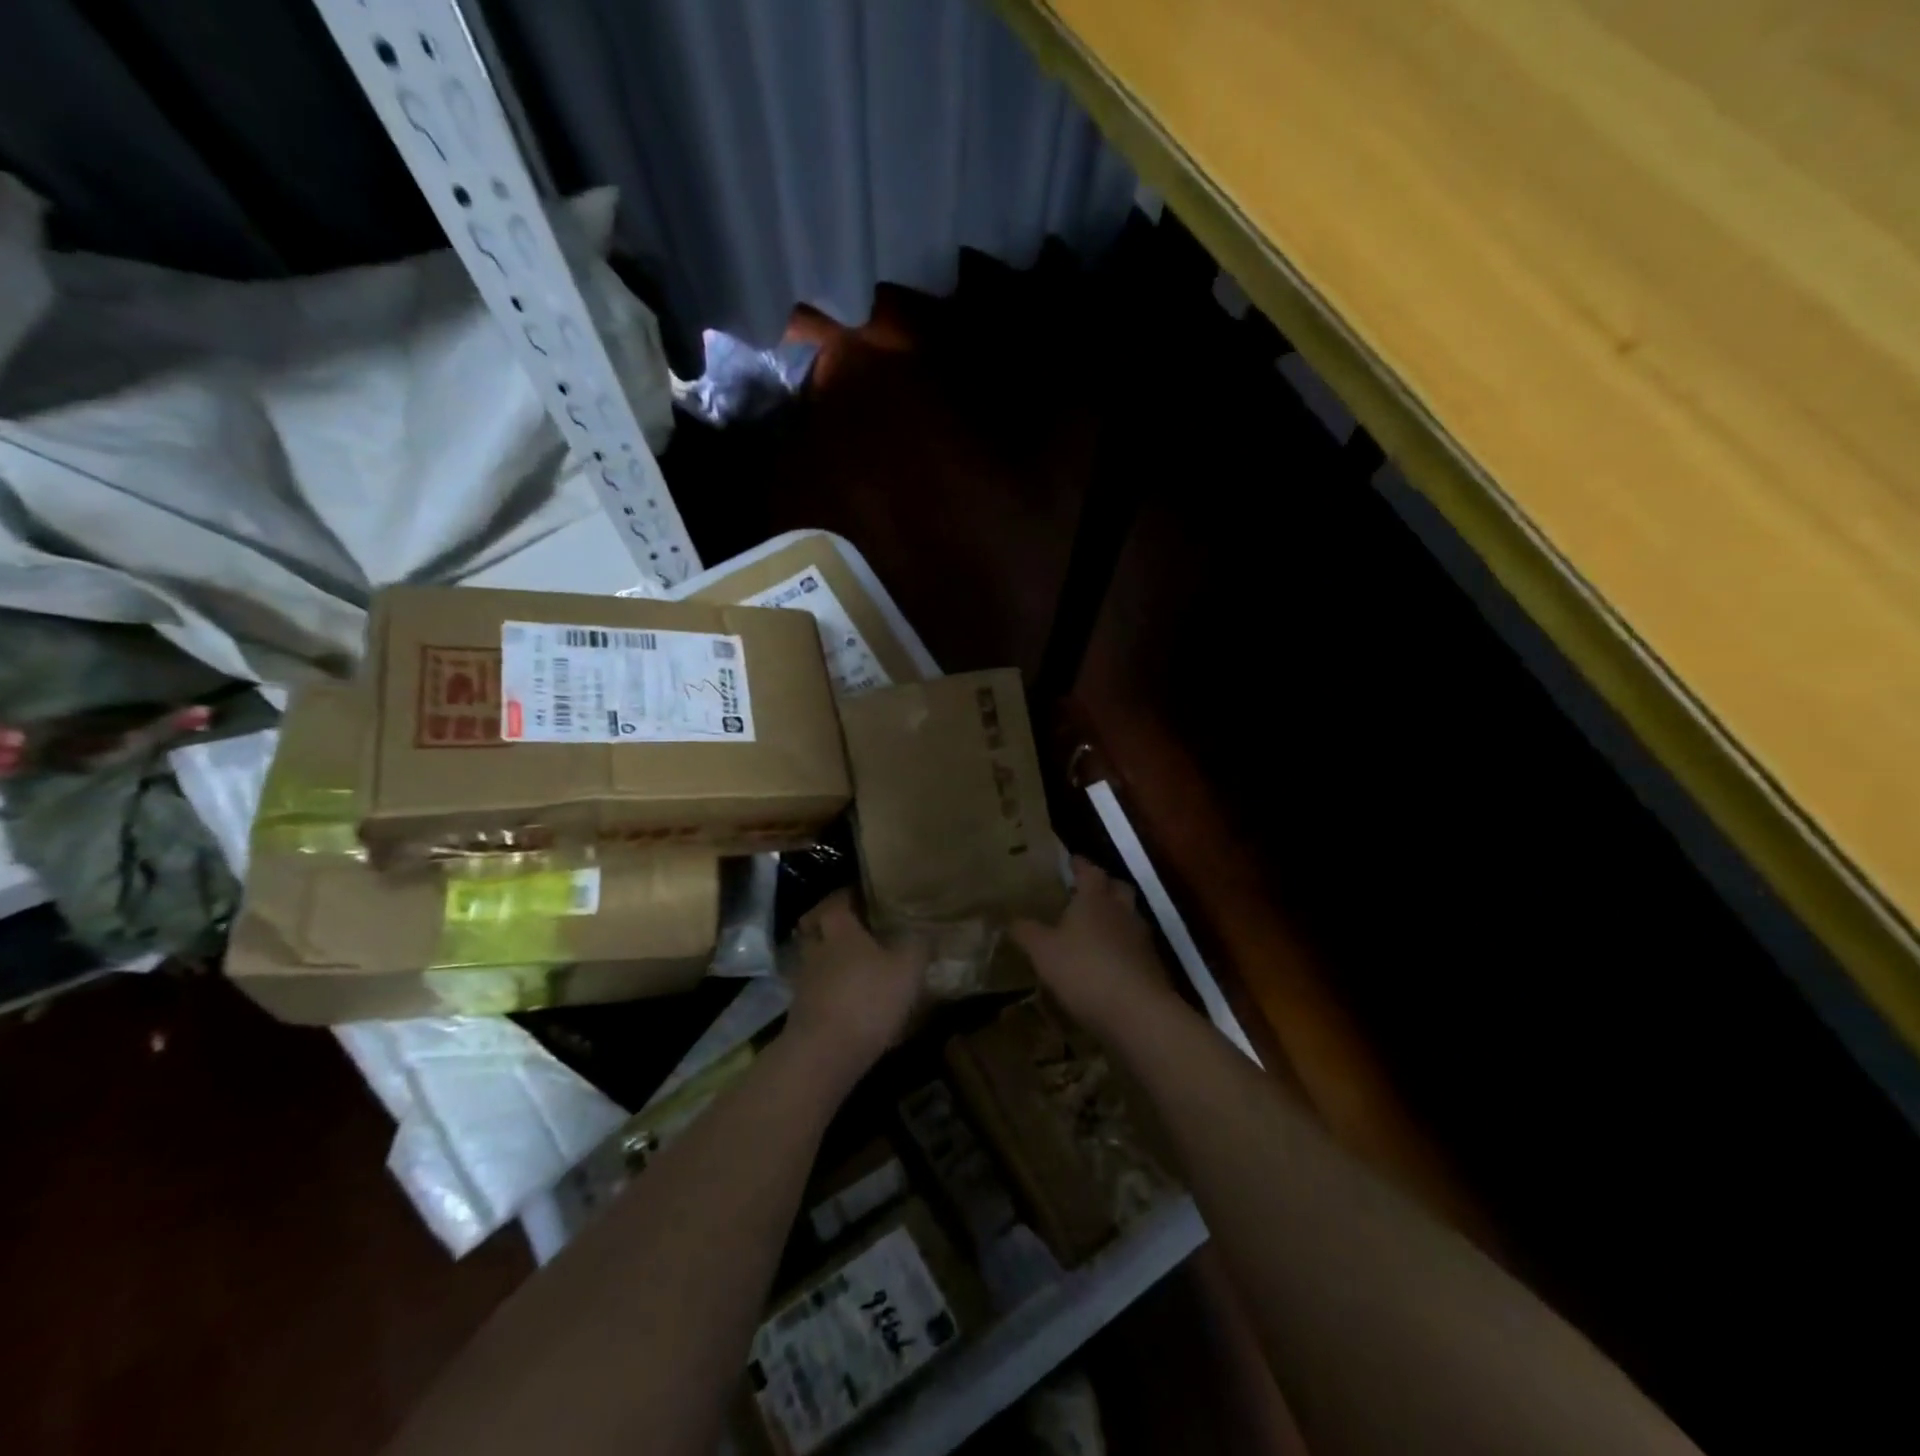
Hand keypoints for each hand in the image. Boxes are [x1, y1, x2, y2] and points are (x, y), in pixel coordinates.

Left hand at [785, 892, 925, 1083]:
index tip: (863, 895)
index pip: (837, 902)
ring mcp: (805, 983)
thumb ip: (918, 945)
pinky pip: (816, 991)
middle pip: (815, 928)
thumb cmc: (867, 998)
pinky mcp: (802, 1013)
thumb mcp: (907, 968)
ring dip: (829, 960)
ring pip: (814, 960)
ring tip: (854, 966)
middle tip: (854, 927)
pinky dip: (829, 991)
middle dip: (830, 925)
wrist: (824, 1054)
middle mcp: (817, 950)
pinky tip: (849, 1001)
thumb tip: (928, 930)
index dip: (848, 896)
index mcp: (840, 931)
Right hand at [1011, 857, 1174, 1033]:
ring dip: (1115, 917)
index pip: (1090, 870)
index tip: (1071, 861)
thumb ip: (1026, 932)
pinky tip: (1109, 961)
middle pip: (1117, 888)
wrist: (1137, 1012)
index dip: (1080, 865)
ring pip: (1129, 916)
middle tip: (1086, 892)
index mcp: (1095, 898)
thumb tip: (1010, 918)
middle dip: (1103, 886)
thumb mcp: (1043, 952)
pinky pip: (1135, 946)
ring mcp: (1141, 938)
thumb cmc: (1084, 970)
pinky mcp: (1153, 965)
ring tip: (1095, 928)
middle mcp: (1122, 910)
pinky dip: (1123, 947)